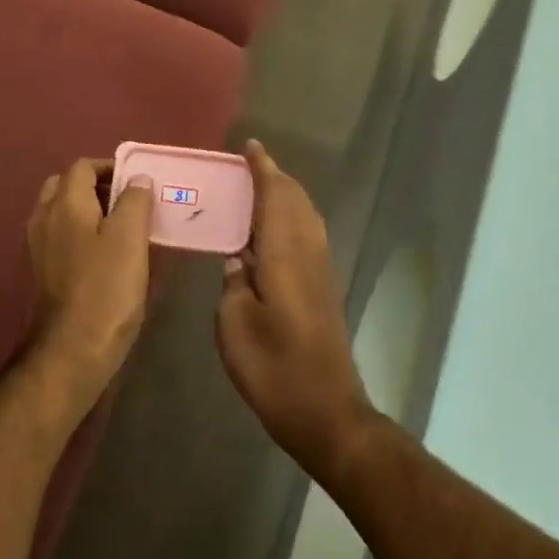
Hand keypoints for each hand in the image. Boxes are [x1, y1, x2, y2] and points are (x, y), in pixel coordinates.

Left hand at [25, 159, 154, 406]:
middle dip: (97, 188)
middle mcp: (43, 218)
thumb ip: (134, 201)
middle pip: (66, 187)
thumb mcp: (130, 240)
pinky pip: (60, 238)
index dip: (111, 167)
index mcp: (64, 203)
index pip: (83, 166)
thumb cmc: (105, 291)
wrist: (69, 351)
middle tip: (129, 204)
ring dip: (89, 212)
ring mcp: (37, 247)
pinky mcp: (40, 272)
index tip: (139, 182)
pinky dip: (80, 235)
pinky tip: (105, 258)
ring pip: (61, 213)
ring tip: (123, 230)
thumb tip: (136, 179)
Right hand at [217, 141, 375, 475]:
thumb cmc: (274, 369)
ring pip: (306, 219)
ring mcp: (320, 273)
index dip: (263, 170)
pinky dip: (289, 221)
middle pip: (296, 202)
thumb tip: (237, 259)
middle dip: (275, 179)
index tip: (249, 147)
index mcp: (285, 256)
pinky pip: (306, 237)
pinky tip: (268, 236)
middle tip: (246, 167)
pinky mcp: (322, 290)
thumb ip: (233, 284)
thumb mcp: (235, 325)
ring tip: (255, 192)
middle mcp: (308, 255)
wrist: (325, 411)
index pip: (276, 197)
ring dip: (285, 198)